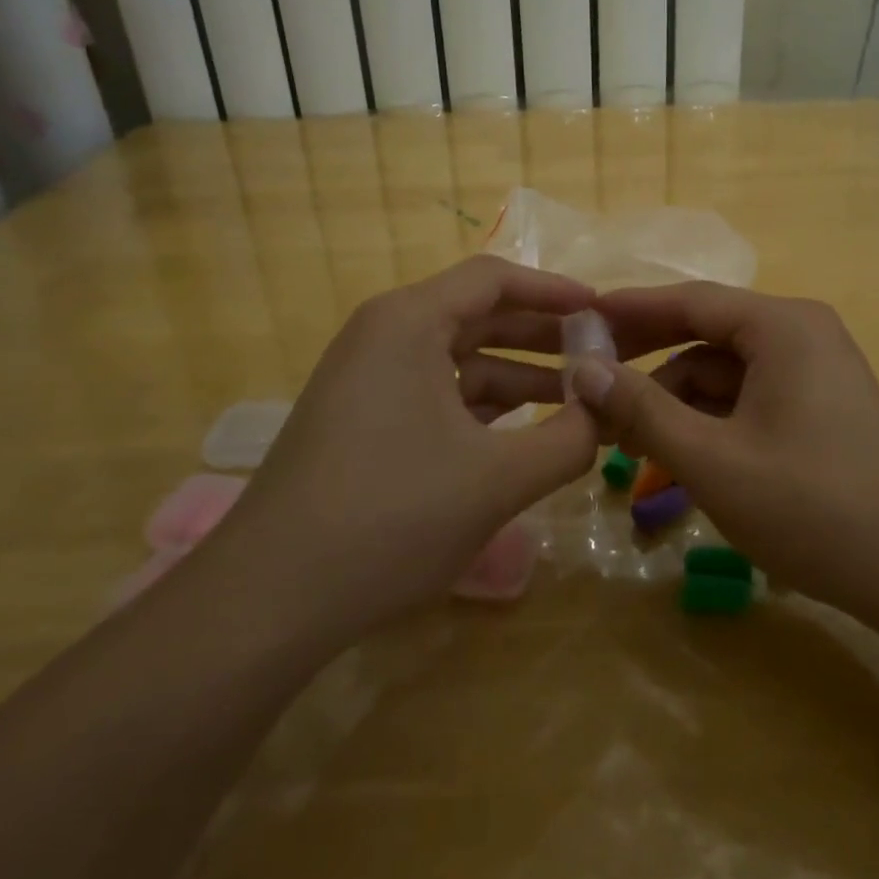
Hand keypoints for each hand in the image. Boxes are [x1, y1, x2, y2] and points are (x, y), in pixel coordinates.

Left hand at [203, 257, 600, 644]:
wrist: (270, 599)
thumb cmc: (392, 517)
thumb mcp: (497, 479)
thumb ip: (569, 440)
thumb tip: (608, 413)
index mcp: (409, 322)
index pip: (494, 279)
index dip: (554, 291)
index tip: (602, 311)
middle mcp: (383, 335)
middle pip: (478, 315)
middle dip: (542, 337)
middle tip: (601, 357)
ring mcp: (367, 379)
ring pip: (458, 359)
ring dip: (517, 376)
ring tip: (576, 401)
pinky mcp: (361, 419)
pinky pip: (435, 393)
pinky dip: (482, 406)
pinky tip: (522, 432)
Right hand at [576, 284, 878, 624]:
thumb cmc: (812, 507)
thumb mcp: (712, 460)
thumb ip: (643, 410)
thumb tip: (582, 369)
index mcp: (782, 326)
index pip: (689, 300)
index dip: (629, 310)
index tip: (577, 320)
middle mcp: (800, 334)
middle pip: (705, 335)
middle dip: (647, 364)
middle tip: (588, 384)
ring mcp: (813, 372)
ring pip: (723, 375)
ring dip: (675, 404)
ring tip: (625, 443)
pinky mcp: (817, 409)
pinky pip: (747, 401)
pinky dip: (708, 423)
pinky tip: (675, 458)